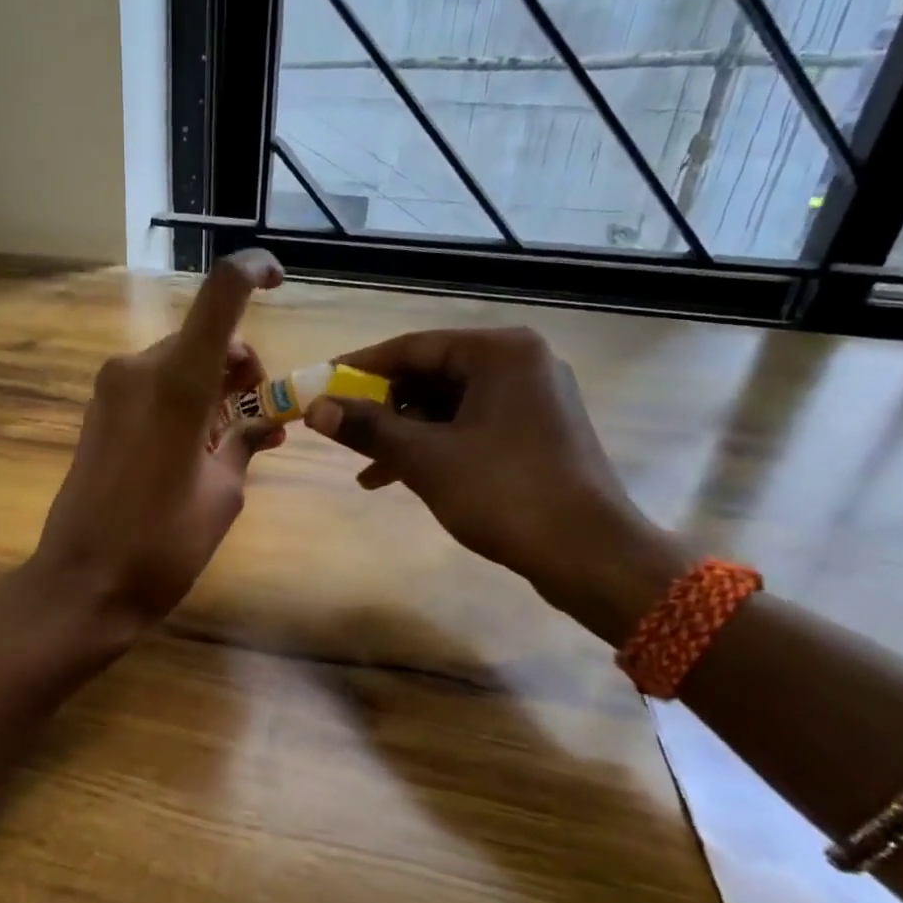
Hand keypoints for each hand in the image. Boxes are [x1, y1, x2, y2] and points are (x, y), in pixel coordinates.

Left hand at [30, 250, 285, 628]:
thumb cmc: (163, 543)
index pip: (221, 293)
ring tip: (238, 442)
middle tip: (265, 420)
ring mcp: (112, 389)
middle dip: (242, 368)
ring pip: (180, 363)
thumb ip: (246, 443)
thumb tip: (263, 423)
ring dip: (215, 387)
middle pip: (204, 337)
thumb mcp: (223, 494)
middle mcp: (139, 368)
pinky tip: (200, 445)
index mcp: (177, 380)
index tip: (280, 281)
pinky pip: (154, 387)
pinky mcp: (98, 412)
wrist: (84, 583)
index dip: (254, 271)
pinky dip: (185, 401)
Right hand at [304, 328, 686, 638]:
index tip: (320, 384)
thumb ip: (367, 428)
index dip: (360, 367)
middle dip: (382, 407)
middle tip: (342, 430)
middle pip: (430, 375)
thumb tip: (315, 407)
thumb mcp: (425, 459)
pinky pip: (468, 427)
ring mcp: (531, 400)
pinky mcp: (534, 433)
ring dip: (403, 434)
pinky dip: (432, 447)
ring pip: (447, 406)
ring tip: (364, 466)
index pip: (413, 347)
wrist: (588, 554)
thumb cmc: (504, 493)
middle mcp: (519, 364)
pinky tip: (395, 477)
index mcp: (499, 353)